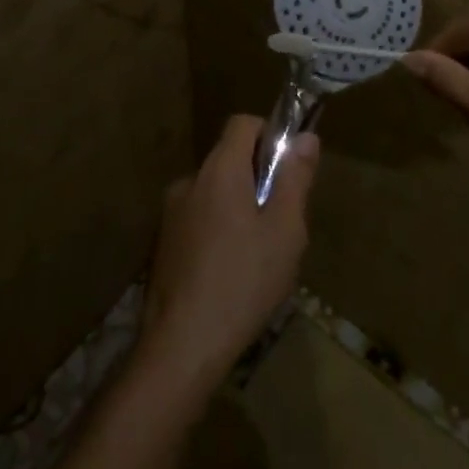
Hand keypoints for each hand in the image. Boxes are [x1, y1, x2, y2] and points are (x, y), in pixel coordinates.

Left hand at [140, 114, 317, 392]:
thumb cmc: (243, 281)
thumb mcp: (285, 231)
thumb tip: (306, 137)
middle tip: (281, 222)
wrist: (182, 344)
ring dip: (236, 207)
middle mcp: (190, 181)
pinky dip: (217, 230)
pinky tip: (230, 273)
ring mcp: (171, 213)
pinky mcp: (162, 243)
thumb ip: (295, 179)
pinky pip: (198, 219)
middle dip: (257, 178)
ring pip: (214, 193)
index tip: (288, 168)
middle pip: (228, 159)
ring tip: (258, 255)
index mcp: (219, 171)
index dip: (269, 134)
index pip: (242, 124)